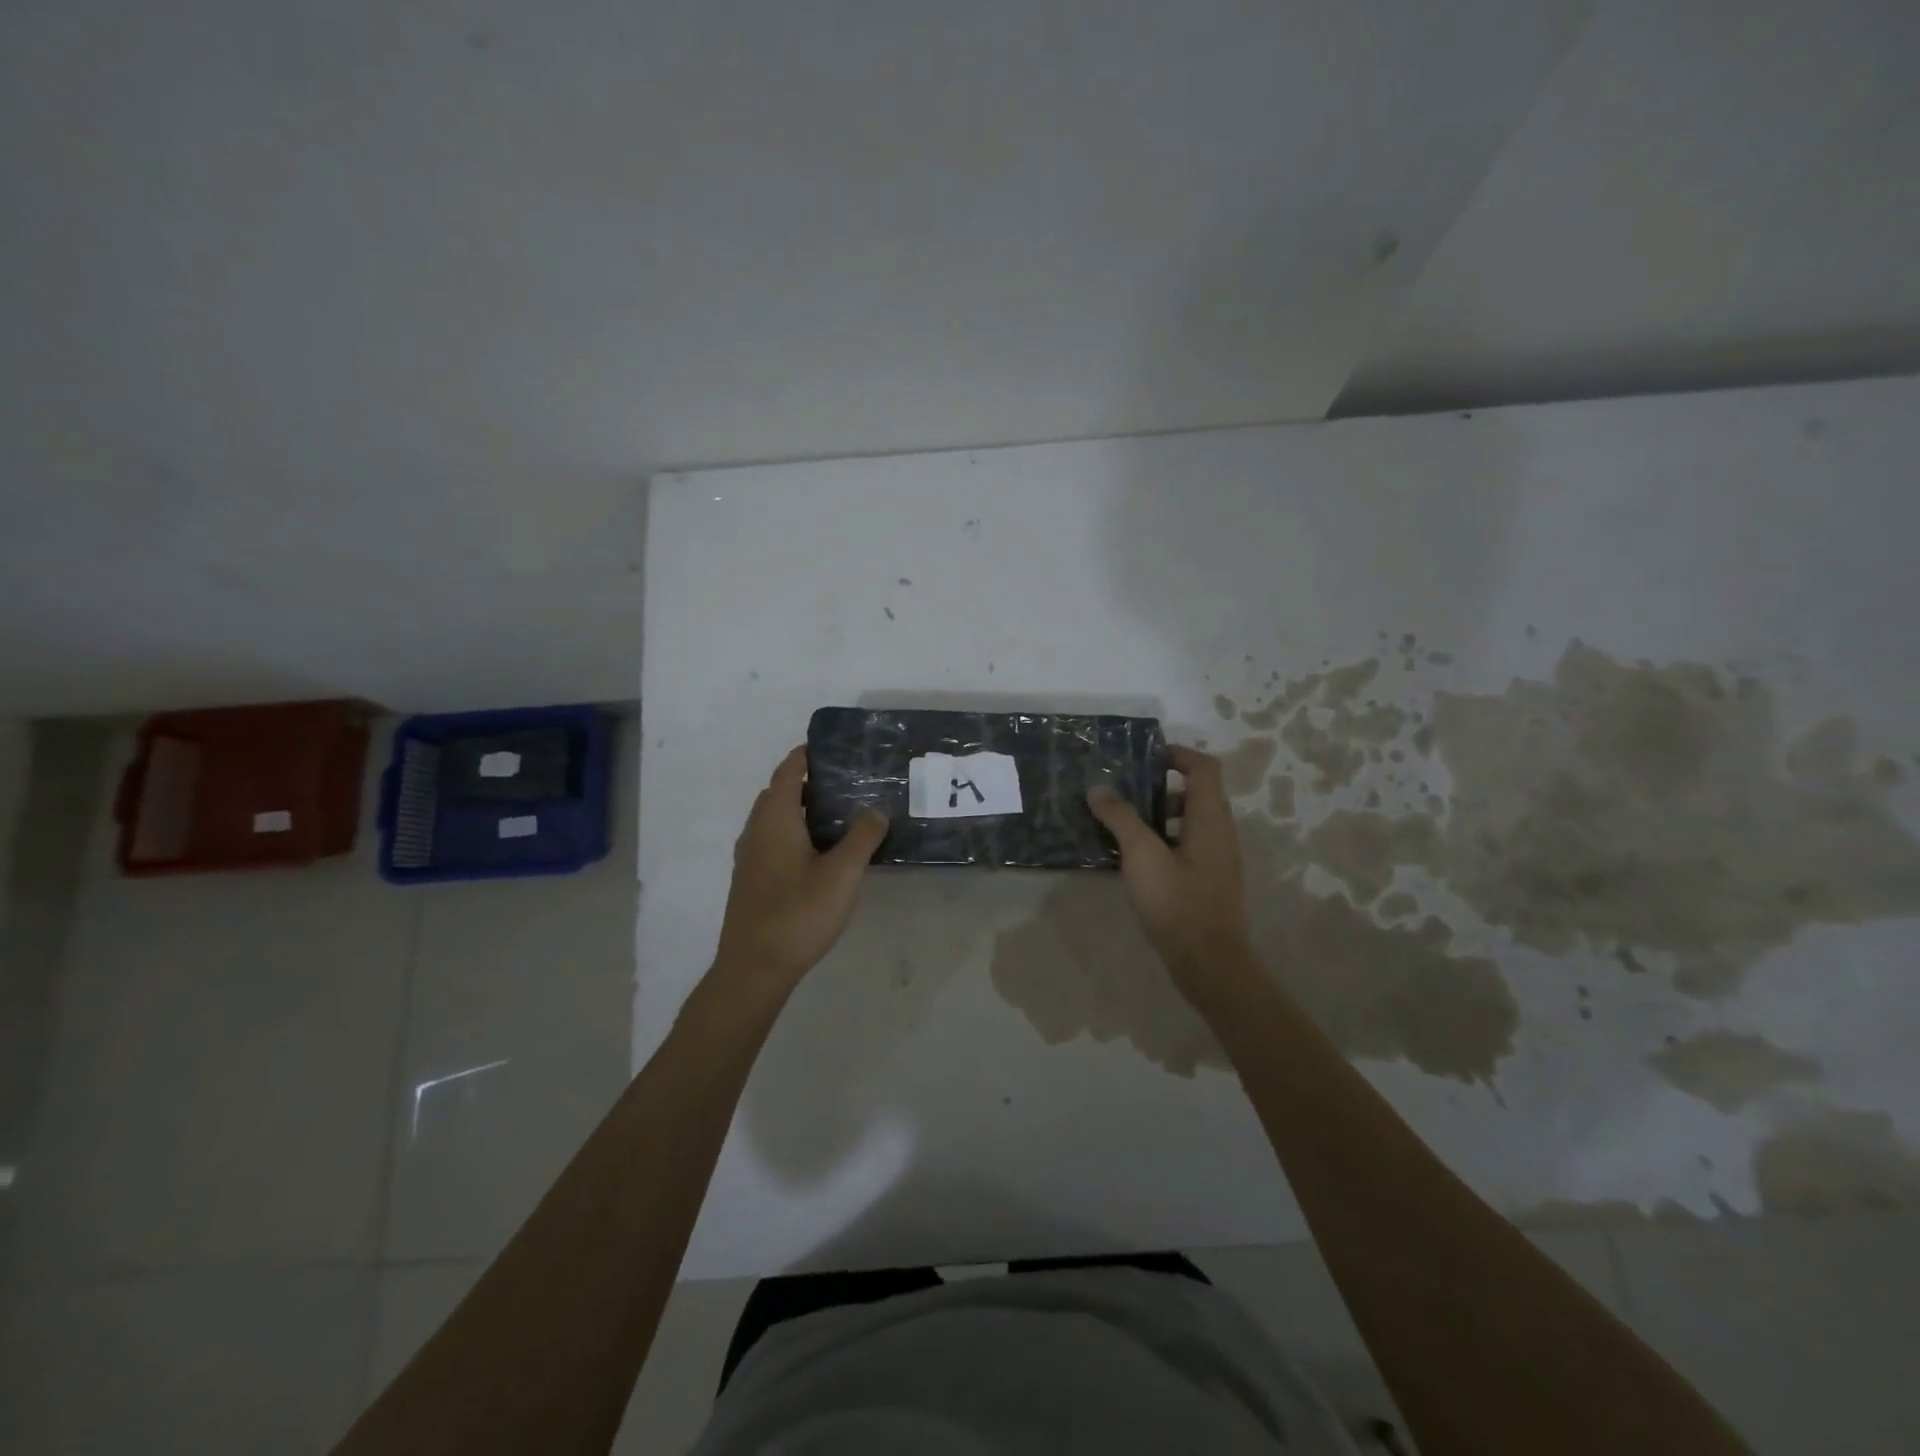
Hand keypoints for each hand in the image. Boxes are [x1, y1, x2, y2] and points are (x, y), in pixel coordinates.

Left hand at [712, 746, 889, 990]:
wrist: (755, 968)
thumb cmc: (799, 913)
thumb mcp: (843, 873)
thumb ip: (862, 837)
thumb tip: (876, 811)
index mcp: (775, 819)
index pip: (788, 771)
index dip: (807, 755)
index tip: (835, 750)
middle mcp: (756, 830)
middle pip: (779, 792)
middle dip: (808, 782)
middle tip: (847, 783)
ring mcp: (750, 857)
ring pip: (775, 818)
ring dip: (801, 809)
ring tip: (840, 814)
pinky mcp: (752, 879)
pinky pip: (773, 840)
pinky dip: (794, 832)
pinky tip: (821, 852)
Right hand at [1087, 745, 1254, 990]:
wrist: (1210, 964)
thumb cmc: (1178, 903)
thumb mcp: (1142, 856)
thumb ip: (1120, 818)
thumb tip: (1098, 788)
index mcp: (1210, 818)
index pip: (1203, 767)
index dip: (1178, 754)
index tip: (1144, 758)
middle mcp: (1219, 832)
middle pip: (1196, 792)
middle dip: (1160, 785)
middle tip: (1125, 791)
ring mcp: (1216, 858)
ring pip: (1189, 820)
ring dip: (1158, 814)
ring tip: (1122, 824)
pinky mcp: (1207, 880)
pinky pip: (1186, 845)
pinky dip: (1162, 839)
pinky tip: (1133, 858)